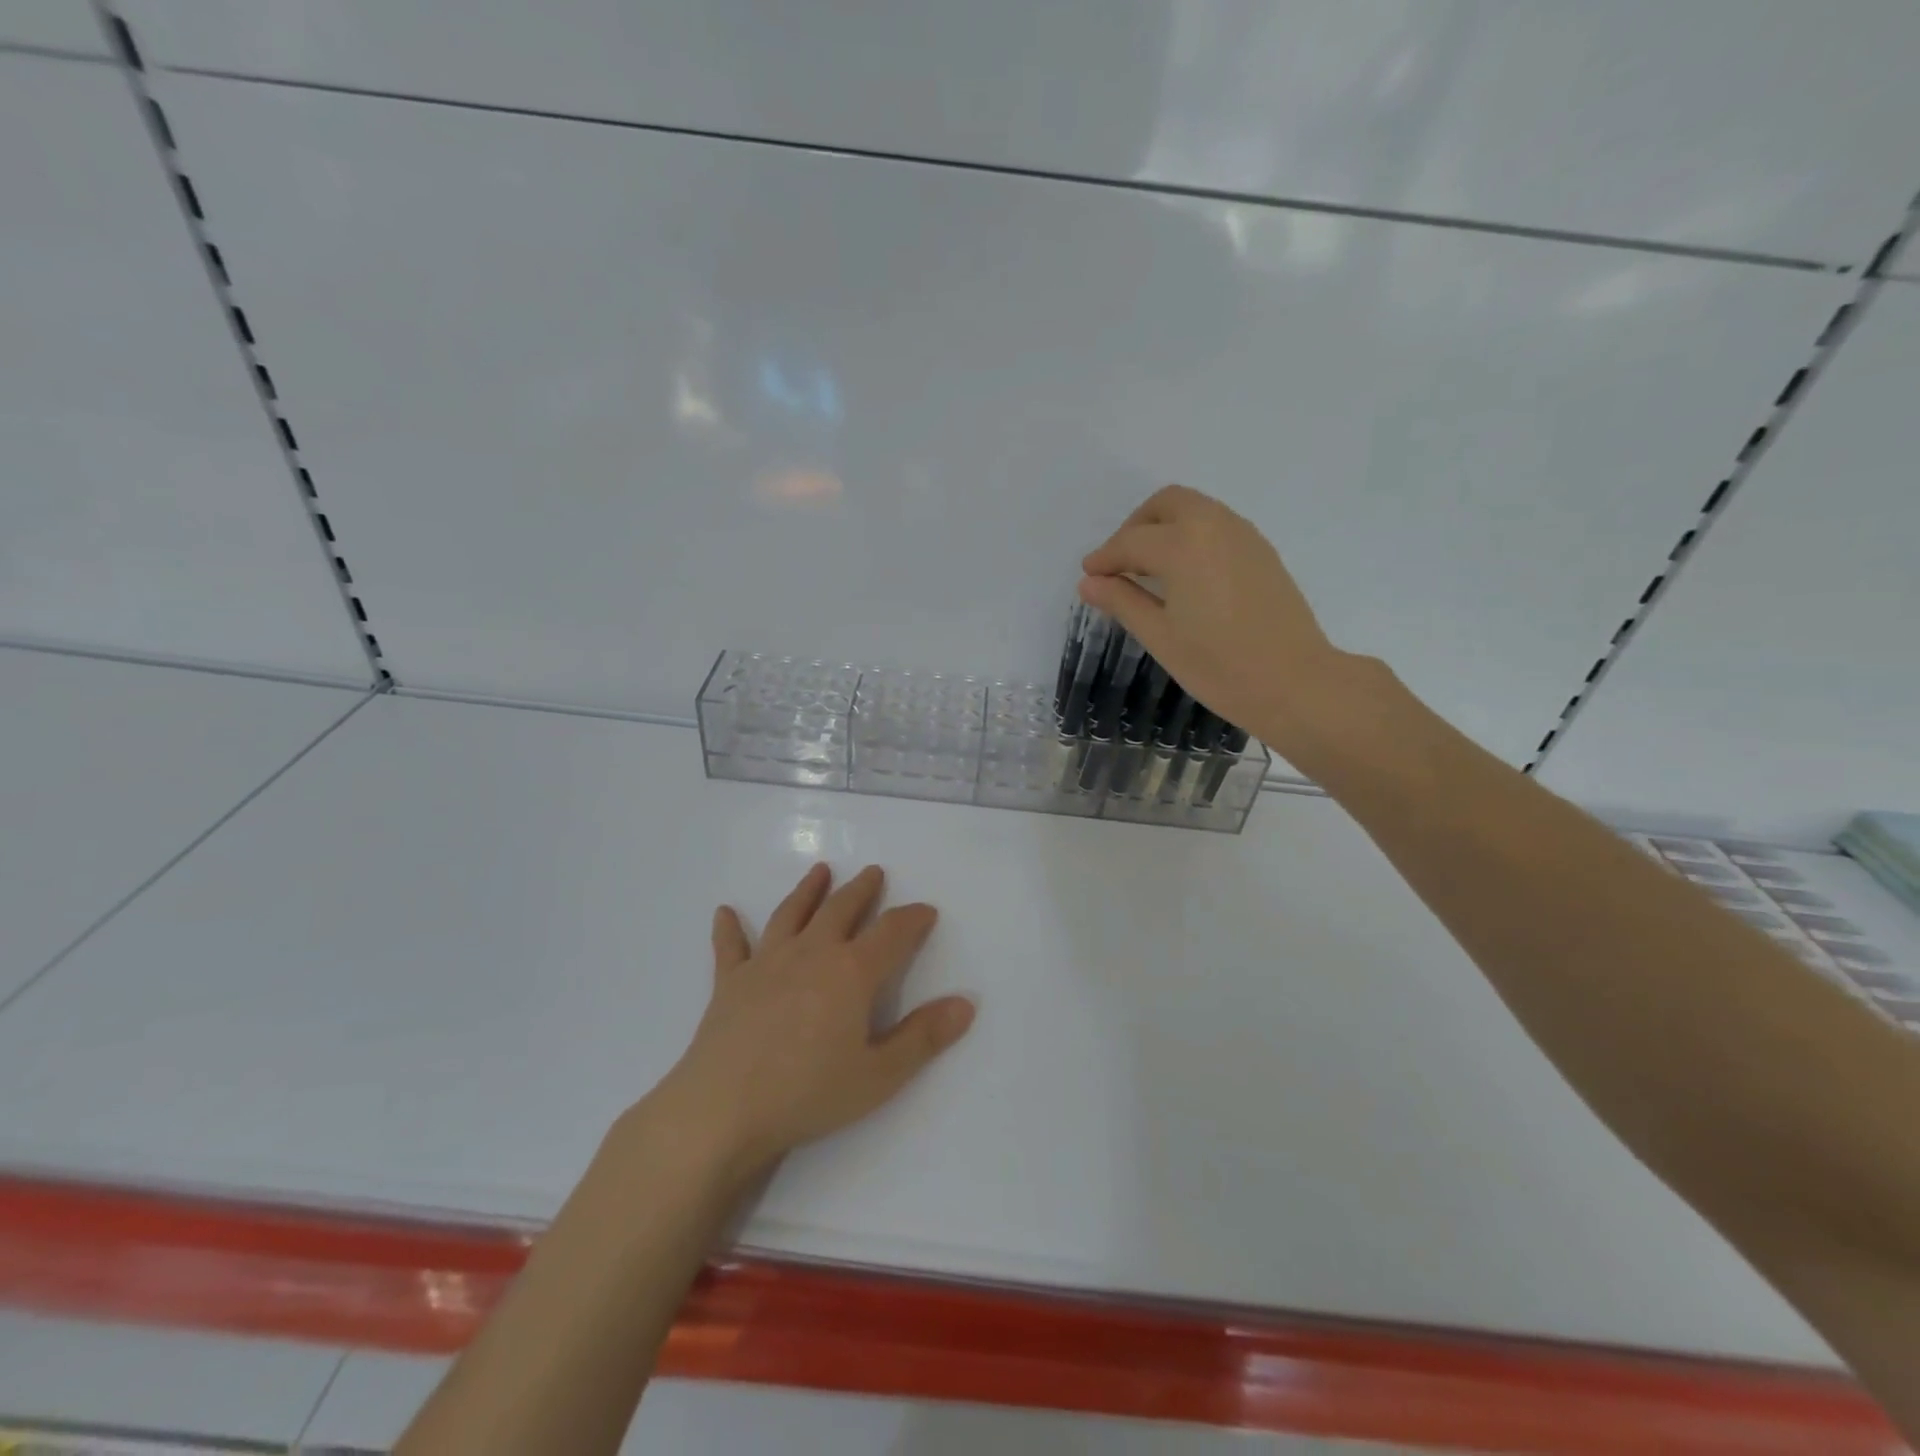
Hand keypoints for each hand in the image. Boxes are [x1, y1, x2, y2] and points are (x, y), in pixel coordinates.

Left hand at [652, 864, 973, 1175]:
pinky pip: (730, 947)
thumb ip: (924, 1037)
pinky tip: (724, 912)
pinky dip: (729, 928)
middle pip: (841, 909)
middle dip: (861, 890)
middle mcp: (811, 953)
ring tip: (820, 870)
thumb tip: (966, 1003)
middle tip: (872, 872)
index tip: (926, 910)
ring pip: (791, 914)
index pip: (892, 933)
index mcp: (851, 972)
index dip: (913, 918)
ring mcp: (766, 963)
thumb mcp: (879, 1075)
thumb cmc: (808, 1093)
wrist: (723, 1110)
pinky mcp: (729, 982)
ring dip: (807, 890)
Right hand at [1079, 484, 1351, 748]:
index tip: (1089, 577)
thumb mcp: (1160, 637)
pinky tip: (1185, 577)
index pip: (1131, 542)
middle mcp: (1214, 526)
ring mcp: (1244, 536)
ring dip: (1165, 528)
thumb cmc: (1218, 667)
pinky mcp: (1262, 551)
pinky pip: (1217, 525)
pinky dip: (1192, 537)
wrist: (1295, 683)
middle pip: (1166, 504)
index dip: (1105, 558)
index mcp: (1183, 546)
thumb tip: (1089, 582)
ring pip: (1195, 510)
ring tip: (1149, 572)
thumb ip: (1123, 602)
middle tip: (1120, 565)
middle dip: (1136, 528)